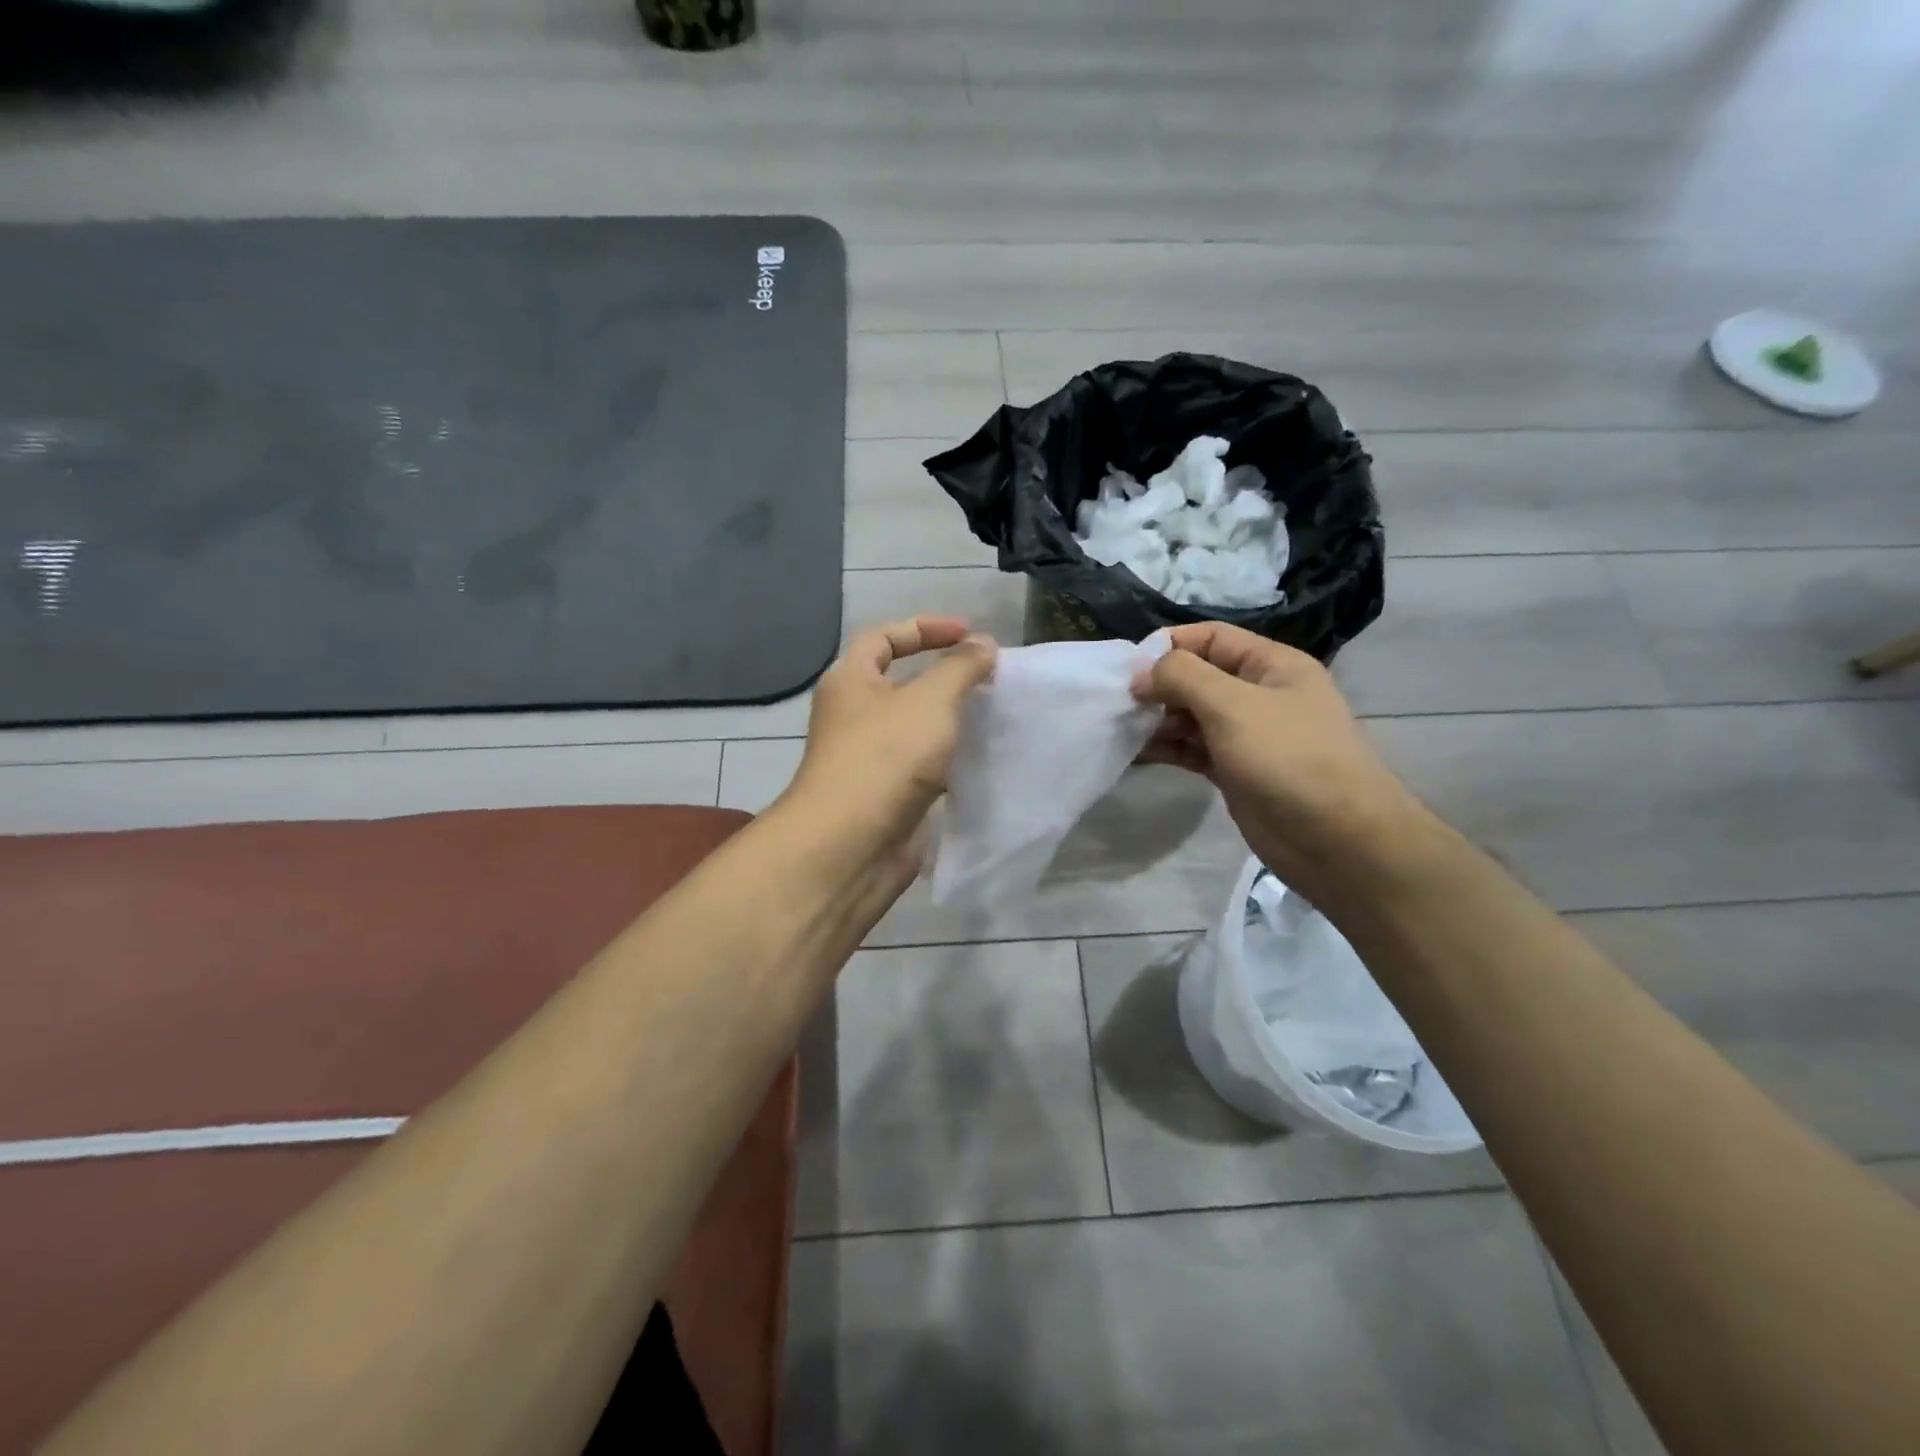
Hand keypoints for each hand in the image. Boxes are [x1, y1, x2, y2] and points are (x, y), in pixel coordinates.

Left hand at [782, 616, 996, 883]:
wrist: (852, 845)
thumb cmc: (886, 757)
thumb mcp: (930, 700)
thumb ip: (961, 667)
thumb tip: (983, 644)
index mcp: (850, 681)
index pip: (884, 637)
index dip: (926, 628)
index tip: (970, 635)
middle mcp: (855, 716)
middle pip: (901, 683)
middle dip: (944, 677)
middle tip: (988, 678)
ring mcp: (870, 758)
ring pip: (915, 728)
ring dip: (950, 721)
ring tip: (993, 715)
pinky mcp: (889, 795)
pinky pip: (923, 766)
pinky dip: (950, 760)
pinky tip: (982, 759)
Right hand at [1132, 622, 1424, 898]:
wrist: (1335, 839)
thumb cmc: (1287, 758)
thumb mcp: (1232, 705)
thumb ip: (1183, 677)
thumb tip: (1142, 673)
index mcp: (1272, 665)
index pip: (1212, 638)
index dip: (1170, 645)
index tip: (1129, 667)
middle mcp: (1260, 694)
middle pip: (1199, 676)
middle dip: (1160, 685)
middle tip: (1122, 703)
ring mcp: (1248, 735)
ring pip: (1193, 715)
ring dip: (1160, 719)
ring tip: (1125, 728)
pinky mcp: (1235, 771)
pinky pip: (1194, 749)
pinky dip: (1169, 748)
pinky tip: (1140, 752)